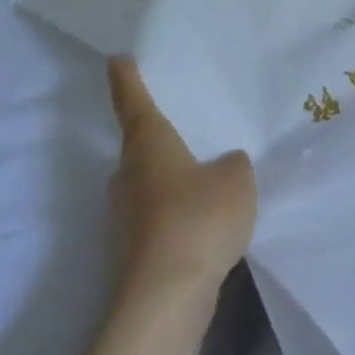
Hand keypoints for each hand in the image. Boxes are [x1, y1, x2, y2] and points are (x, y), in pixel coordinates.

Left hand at [106, 57, 256, 297]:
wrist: (167, 295)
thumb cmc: (200, 217)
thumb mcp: (237, 179)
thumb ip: (233, 164)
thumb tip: (223, 166)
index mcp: (149, 146)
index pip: (134, 103)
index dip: (127, 80)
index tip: (117, 60)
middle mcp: (128, 175)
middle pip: (138, 147)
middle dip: (157, 137)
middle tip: (184, 124)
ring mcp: (126, 215)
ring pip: (148, 183)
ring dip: (170, 177)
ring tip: (206, 174)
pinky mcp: (134, 247)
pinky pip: (158, 215)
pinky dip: (176, 210)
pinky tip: (205, 219)